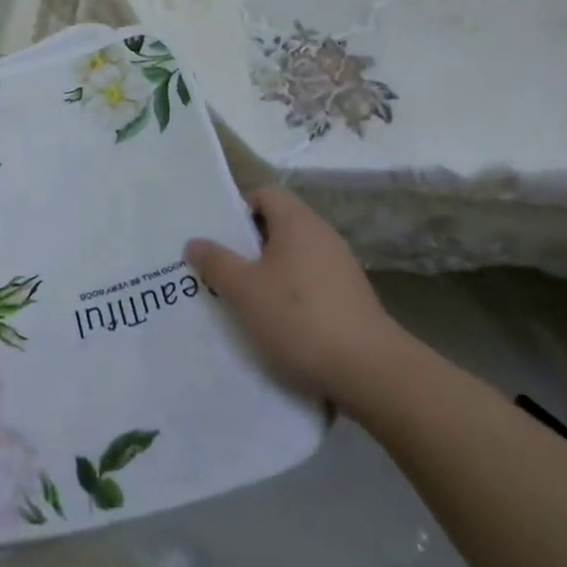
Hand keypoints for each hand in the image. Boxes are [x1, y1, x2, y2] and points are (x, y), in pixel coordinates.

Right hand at [185, 187, 414, 414]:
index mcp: (298, 222)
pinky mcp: (353, 299)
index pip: (265, 194)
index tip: (220, 237)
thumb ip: (216, 262)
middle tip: (223, 269)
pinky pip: (313, 283)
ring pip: (295, 257)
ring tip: (246, 300)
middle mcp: (323, 236)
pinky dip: (294, 295)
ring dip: (271, 273)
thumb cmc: (299, 318)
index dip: (239, 209)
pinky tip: (281, 324)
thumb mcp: (244, 290)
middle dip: (250, 245)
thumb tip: (194, 241)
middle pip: (279, 225)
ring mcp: (343, 268)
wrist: (372, 372)